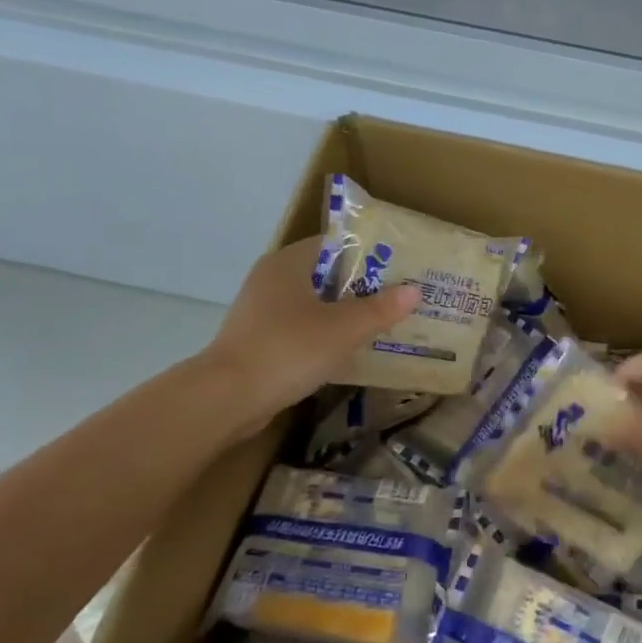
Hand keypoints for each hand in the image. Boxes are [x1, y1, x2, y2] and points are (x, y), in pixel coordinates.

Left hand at [204, 238, 419, 427]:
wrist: (227, 398)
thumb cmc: (288, 350)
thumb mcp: (344, 329)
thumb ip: (380, 309)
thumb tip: (414, 291)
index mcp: (288, 263)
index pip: (334, 244)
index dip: (367, 253)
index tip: (397, 268)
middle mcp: (271, 280)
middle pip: (325, 275)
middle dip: (361, 287)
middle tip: (397, 298)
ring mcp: (261, 312)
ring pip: (313, 304)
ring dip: (343, 314)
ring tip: (381, 325)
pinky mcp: (258, 341)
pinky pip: (301, 329)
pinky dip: (325, 336)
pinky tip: (348, 351)